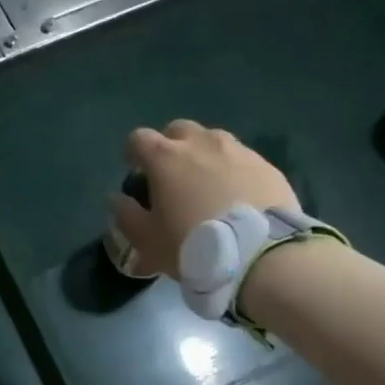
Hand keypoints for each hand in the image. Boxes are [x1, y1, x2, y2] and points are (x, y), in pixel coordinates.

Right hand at [111, 120, 299, 278]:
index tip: (135, 172)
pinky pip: (242, 159)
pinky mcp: (267, 166)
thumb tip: (117, 198)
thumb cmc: (192, 246)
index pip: (138, 139)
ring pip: (213, 139)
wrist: (261, 255)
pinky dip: (233, 170)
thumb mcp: (147, 241)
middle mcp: (201, 143)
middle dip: (170, 145)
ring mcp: (238, 151)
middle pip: (178, 129)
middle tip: (172, 175)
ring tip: (207, 183)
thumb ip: (126, 216)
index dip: (132, 153)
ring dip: (204, 154)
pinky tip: (237, 195)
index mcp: (165, 158)